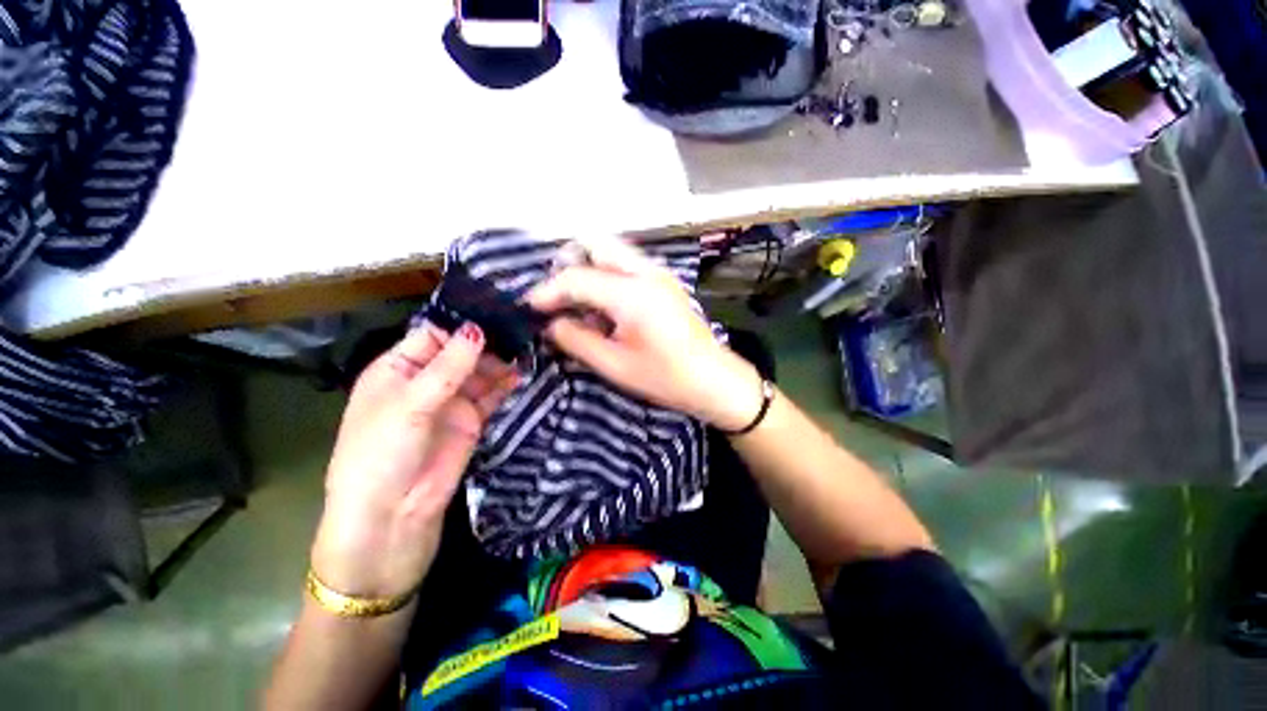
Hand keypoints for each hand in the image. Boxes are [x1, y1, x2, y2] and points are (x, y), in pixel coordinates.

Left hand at [311, 323, 518, 600]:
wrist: (392, 516)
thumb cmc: (382, 452)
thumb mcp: (410, 404)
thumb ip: (448, 367)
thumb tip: (477, 330)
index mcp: (397, 369)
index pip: (432, 336)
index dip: (460, 326)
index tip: (495, 314)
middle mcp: (425, 381)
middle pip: (461, 353)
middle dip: (486, 344)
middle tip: (518, 333)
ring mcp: (451, 402)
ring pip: (479, 373)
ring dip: (499, 364)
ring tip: (524, 350)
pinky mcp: (471, 421)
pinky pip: (491, 395)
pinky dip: (505, 385)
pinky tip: (521, 374)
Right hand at [526, 236, 760, 429]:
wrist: (714, 380)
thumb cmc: (666, 378)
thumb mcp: (615, 365)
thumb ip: (577, 340)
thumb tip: (552, 324)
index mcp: (633, 294)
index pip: (577, 277)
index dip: (548, 291)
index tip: (530, 307)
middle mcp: (646, 272)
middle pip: (597, 244)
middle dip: (569, 265)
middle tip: (557, 298)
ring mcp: (659, 273)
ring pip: (612, 251)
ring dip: (588, 268)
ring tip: (577, 303)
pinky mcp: (664, 281)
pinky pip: (626, 265)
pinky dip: (606, 276)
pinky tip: (603, 306)